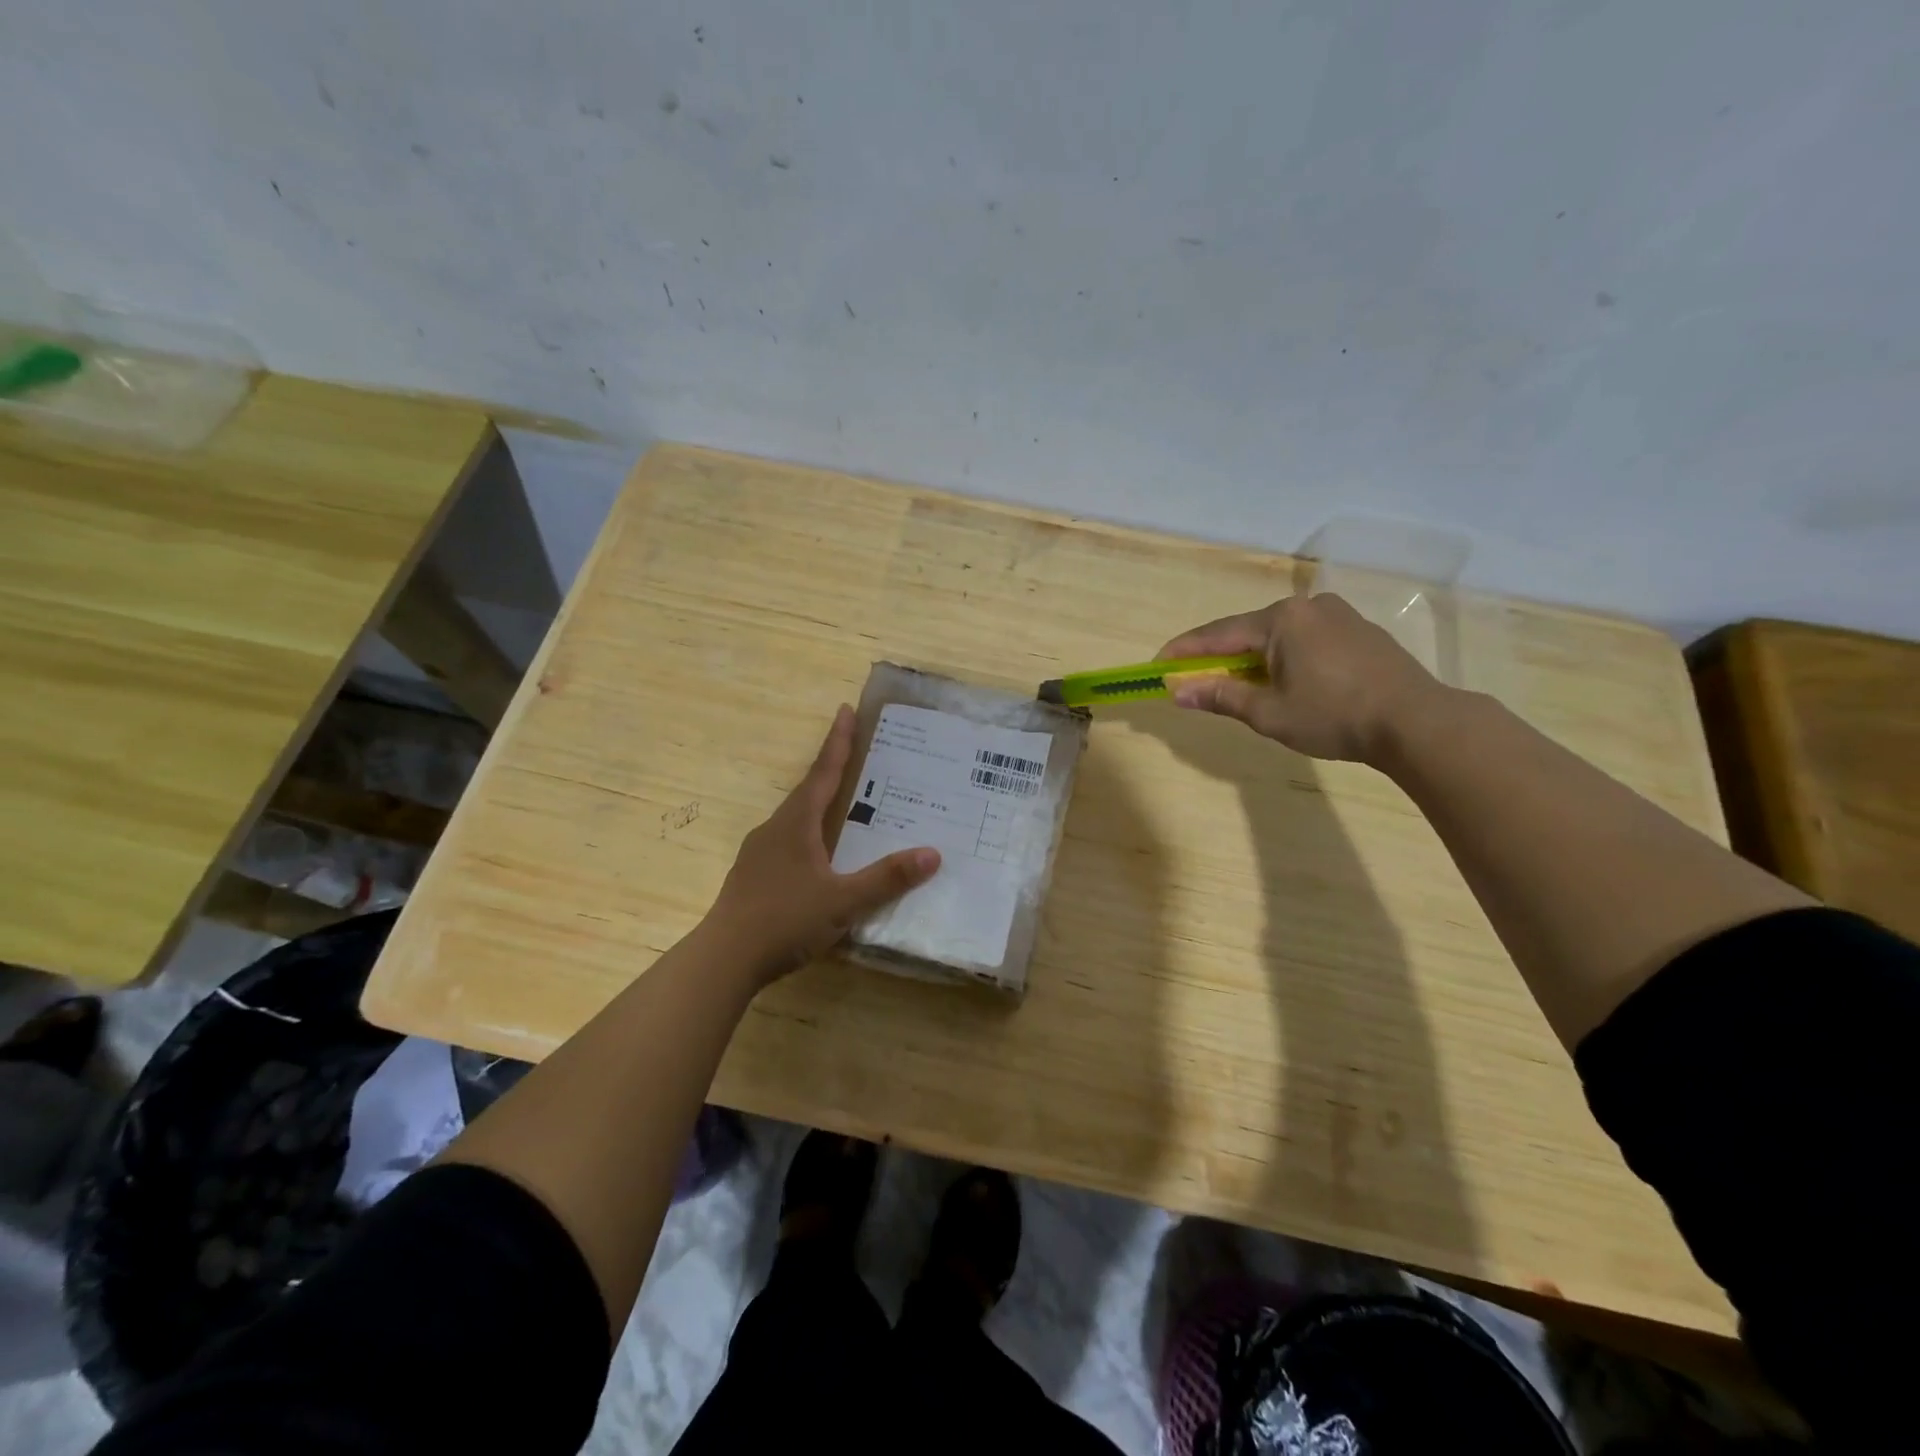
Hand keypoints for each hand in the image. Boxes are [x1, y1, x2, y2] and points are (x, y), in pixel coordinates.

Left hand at [706, 705, 940, 985]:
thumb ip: (887, 878)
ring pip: (796, 819)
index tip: (846, 710)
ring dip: (820, 805)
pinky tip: (821, 858)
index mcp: (795, 824)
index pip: (823, 773)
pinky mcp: (754, 876)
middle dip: (832, 770)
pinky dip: (810, 836)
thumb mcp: (843, 901)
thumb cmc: (783, 921)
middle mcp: (775, 829)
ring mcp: (760, 853)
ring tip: (846, 806)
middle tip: (858, 755)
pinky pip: (789, 843)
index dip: (838, 742)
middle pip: (808, 791)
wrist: (722, 960)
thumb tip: (932, 853)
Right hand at [1157, 593, 1442, 762]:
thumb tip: (1178, 691)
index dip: (1184, 652)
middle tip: (1197, 681)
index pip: (1217, 634)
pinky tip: (1287, 682)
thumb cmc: (1334, 717)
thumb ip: (1221, 697)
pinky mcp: (1360, 631)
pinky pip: (1306, 640)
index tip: (1158, 665)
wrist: (1417, 722)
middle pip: (1247, 632)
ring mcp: (1338, 616)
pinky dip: (1285, 658)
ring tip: (1242, 688)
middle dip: (1220, 657)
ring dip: (1254, 659)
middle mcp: (1307, 607)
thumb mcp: (1269, 713)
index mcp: (1281, 619)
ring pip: (1278, 636)